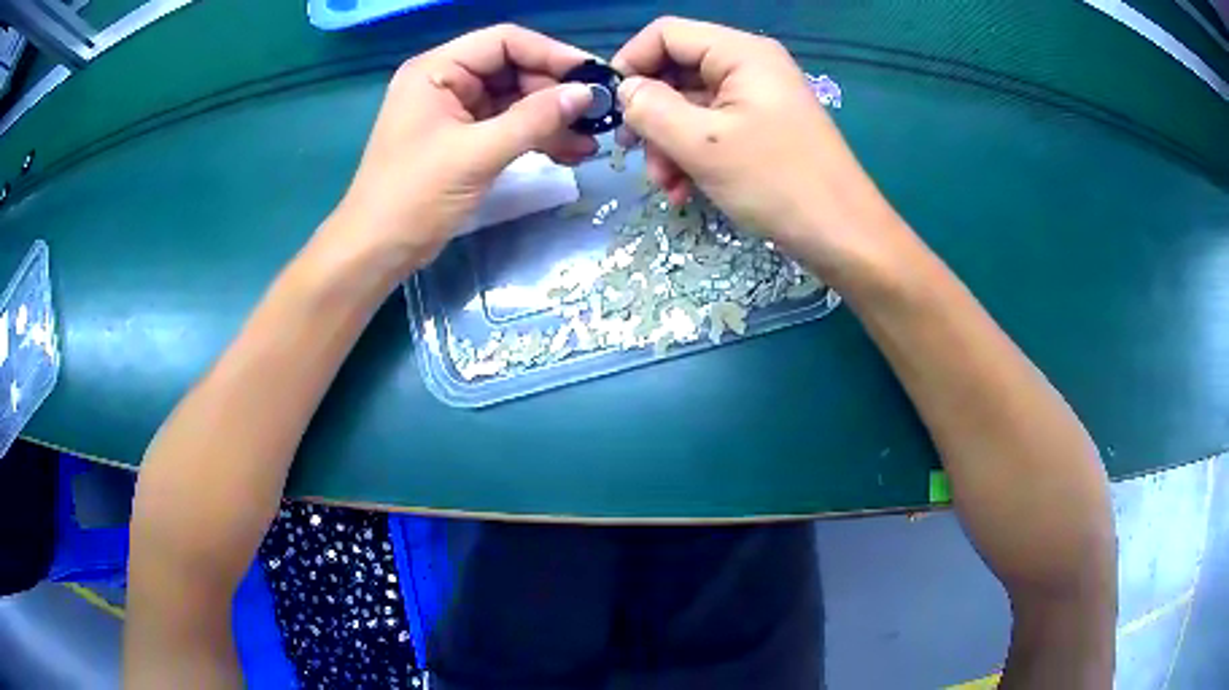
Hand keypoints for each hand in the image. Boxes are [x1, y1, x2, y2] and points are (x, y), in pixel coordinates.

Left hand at [317, 25, 597, 277]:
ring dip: (551, 118)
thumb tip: (587, 94)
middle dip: (554, 93)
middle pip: (513, 69)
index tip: (593, 76)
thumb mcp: (477, 154)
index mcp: (437, 70)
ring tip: (590, 140)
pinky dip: (536, 137)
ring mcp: (454, 110)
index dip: (552, 54)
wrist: (377, 251)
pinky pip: (507, 126)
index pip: (504, 41)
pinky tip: (569, 152)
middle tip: (596, 115)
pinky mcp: (462, 138)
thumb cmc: (414, 196)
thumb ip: (534, 119)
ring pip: (514, 100)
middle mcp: (446, 81)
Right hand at [612, 18, 906, 279]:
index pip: (666, 34)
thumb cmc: (776, 183)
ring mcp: (758, 98)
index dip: (632, 62)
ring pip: (691, 105)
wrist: (844, 236)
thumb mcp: (702, 144)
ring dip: (669, 144)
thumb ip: (651, 109)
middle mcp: (750, 66)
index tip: (612, 107)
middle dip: (651, 115)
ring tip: (667, 186)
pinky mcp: (763, 129)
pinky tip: (685, 191)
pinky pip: (713, 129)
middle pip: (677, 70)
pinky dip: (692, 155)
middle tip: (635, 154)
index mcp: (741, 53)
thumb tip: (625, 90)